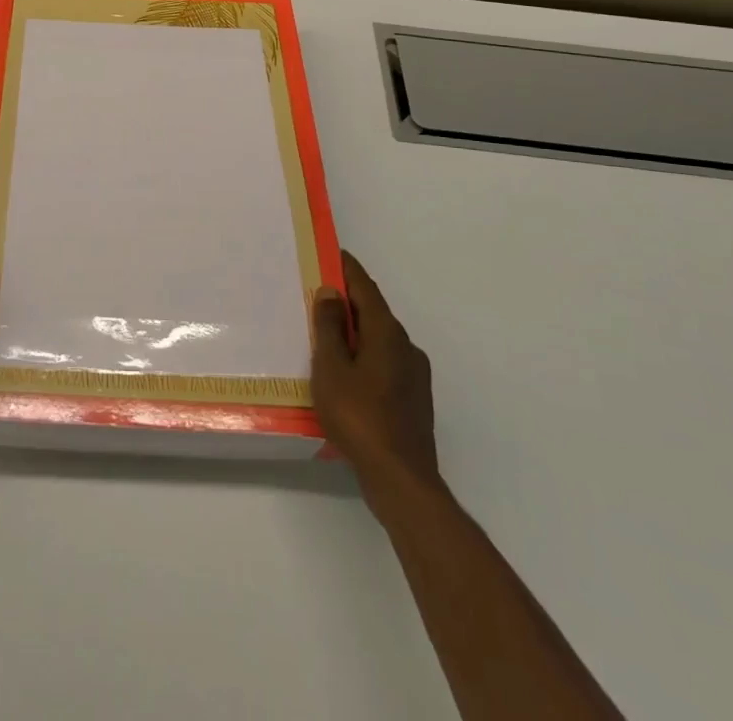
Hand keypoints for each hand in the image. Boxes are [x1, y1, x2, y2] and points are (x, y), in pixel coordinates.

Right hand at [311, 251, 440, 486]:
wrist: (401, 480)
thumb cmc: (359, 417)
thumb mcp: (331, 368)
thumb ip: (330, 327)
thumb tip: (332, 292)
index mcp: (386, 333)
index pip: (365, 287)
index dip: (346, 268)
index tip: (330, 252)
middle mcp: (406, 346)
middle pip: (373, 313)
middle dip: (347, 302)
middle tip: (318, 295)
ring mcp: (414, 375)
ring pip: (380, 340)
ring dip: (355, 332)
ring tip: (326, 337)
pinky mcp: (414, 400)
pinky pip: (385, 364)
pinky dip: (364, 357)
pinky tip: (346, 375)